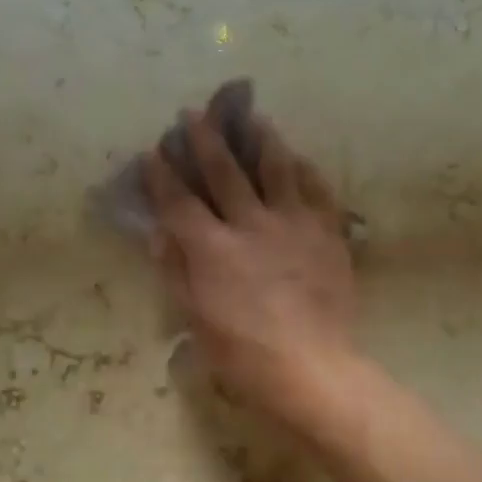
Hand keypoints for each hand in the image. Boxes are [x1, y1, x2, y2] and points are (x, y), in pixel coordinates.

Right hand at [144, 108, 356, 422]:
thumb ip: (178, 273)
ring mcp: (294, 224)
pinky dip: (305, 171)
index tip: (153, 152)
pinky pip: (318, 190)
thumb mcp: (197, 320)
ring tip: (254, 118)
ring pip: (276, 168)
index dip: (163, 176)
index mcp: (212, 248)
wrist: (312, 367)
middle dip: (205, 140)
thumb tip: (160, 235)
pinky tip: (299, 159)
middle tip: (194, 114)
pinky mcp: (328, 233)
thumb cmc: (244, 355)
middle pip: (224, 172)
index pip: (179, 202)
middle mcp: (251, 224)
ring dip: (261, 139)